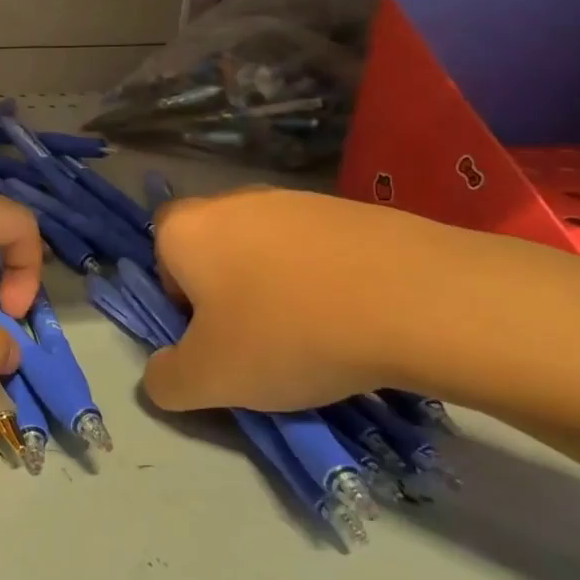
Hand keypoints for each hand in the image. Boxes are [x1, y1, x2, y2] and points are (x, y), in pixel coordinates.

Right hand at [141, 188, 406, 412]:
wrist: (420, 300)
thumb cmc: (290, 333)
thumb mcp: (211, 379)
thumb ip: (166, 380)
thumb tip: (161, 375)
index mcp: (186, 229)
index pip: (160, 255)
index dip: (180, 299)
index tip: (214, 336)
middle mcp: (231, 200)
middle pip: (215, 250)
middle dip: (229, 292)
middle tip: (261, 340)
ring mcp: (295, 199)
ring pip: (268, 249)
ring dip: (279, 286)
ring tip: (318, 334)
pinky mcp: (351, 208)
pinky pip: (320, 249)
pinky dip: (327, 278)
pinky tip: (358, 317)